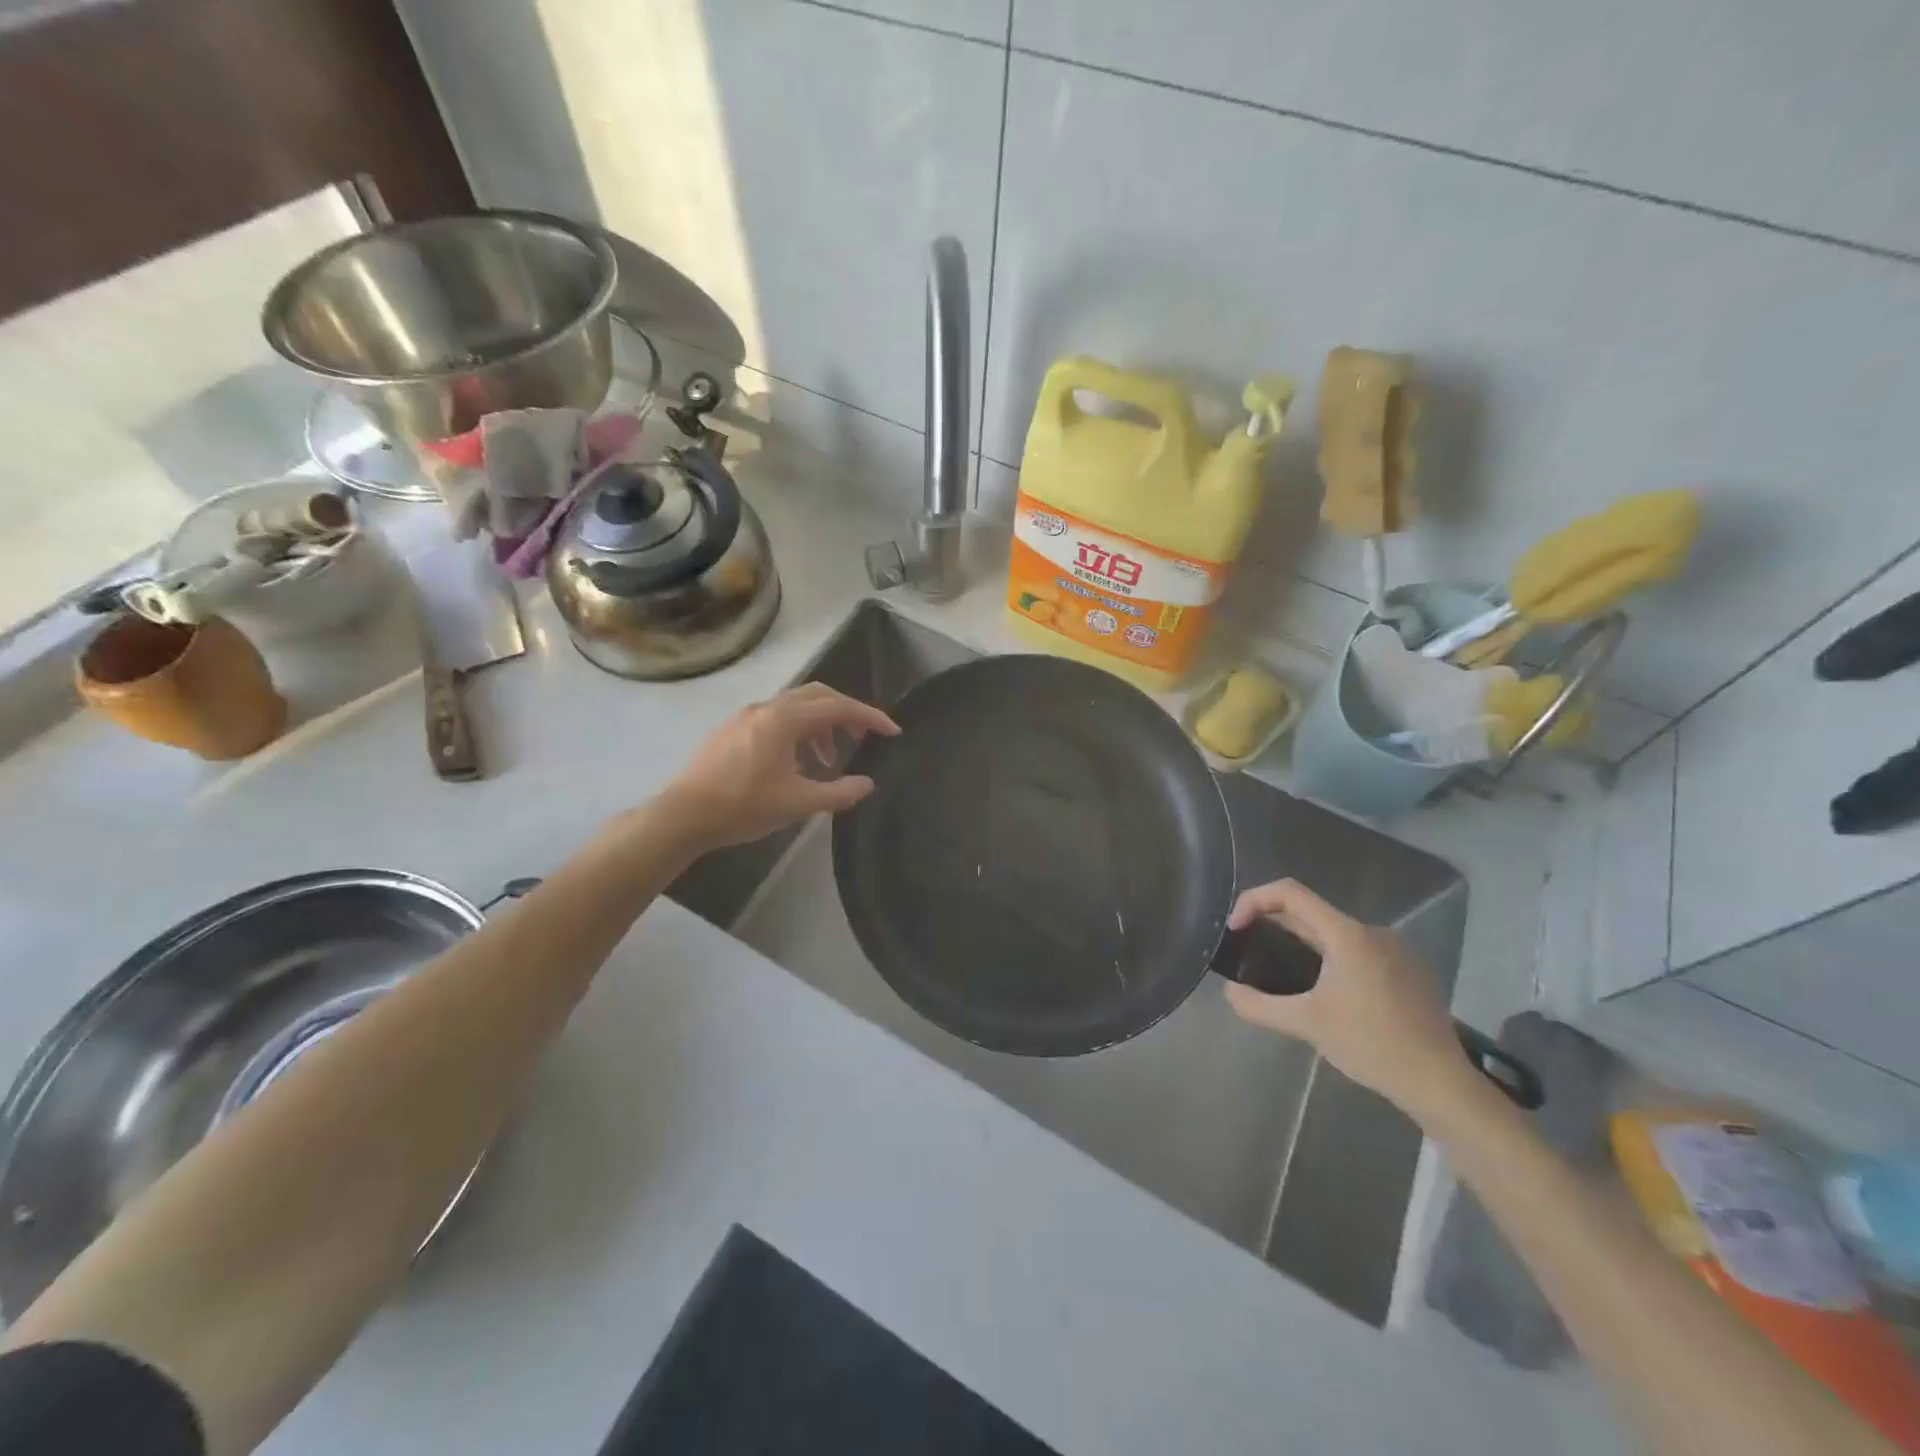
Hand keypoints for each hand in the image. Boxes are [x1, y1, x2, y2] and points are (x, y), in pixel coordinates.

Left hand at [652, 684, 900, 852]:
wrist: (683, 815)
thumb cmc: (743, 807)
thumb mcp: (798, 803)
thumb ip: (839, 792)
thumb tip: (867, 784)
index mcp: (785, 720)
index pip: (838, 707)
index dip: (869, 717)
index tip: (892, 731)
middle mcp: (766, 708)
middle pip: (817, 695)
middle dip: (846, 711)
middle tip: (865, 734)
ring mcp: (746, 716)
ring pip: (795, 706)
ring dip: (820, 724)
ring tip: (828, 758)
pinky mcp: (732, 729)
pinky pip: (776, 717)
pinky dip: (797, 730)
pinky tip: (796, 762)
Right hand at [1223, 879, 1477, 1121]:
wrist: (1441, 1083)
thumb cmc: (1371, 1045)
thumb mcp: (1306, 1025)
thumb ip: (1259, 1005)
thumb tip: (1230, 992)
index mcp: (1347, 934)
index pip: (1289, 892)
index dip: (1254, 900)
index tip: (1236, 928)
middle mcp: (1372, 931)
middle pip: (1311, 912)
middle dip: (1273, 924)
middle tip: (1249, 949)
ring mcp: (1396, 950)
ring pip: (1335, 932)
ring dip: (1302, 942)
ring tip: (1282, 973)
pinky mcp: (1409, 970)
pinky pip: (1358, 949)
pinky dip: (1331, 957)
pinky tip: (1326, 992)